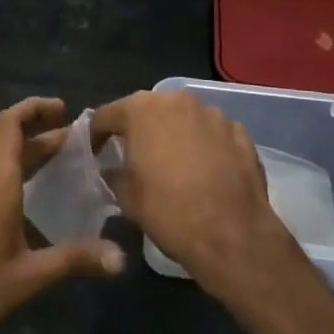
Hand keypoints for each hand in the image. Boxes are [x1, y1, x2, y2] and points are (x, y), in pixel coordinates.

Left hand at [0, 98, 124, 333]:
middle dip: (42, 136)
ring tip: (59, 168)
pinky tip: (27, 205)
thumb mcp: (28, 278)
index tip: (64, 110)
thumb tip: (121, 258)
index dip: (35, 108)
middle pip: (8, 143)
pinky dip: (12, 179)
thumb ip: (74, 260)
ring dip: (27, 158)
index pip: (10, 123)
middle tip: (77, 142)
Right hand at [91, 90, 303, 299]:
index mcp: (141, 110)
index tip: (94, 154)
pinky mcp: (238, 131)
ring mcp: (212, 112)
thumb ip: (113, 174)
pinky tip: (204, 171)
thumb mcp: (127, 197)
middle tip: (133, 157)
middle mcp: (176, 99)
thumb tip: (111, 169)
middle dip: (138, 130)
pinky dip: (203, 145)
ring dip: (173, 134)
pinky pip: (211, 133)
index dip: (96, 135)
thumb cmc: (169, 212)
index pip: (106, 115)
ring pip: (182, 118)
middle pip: (147, 110)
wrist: (232, 234)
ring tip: (173, 164)